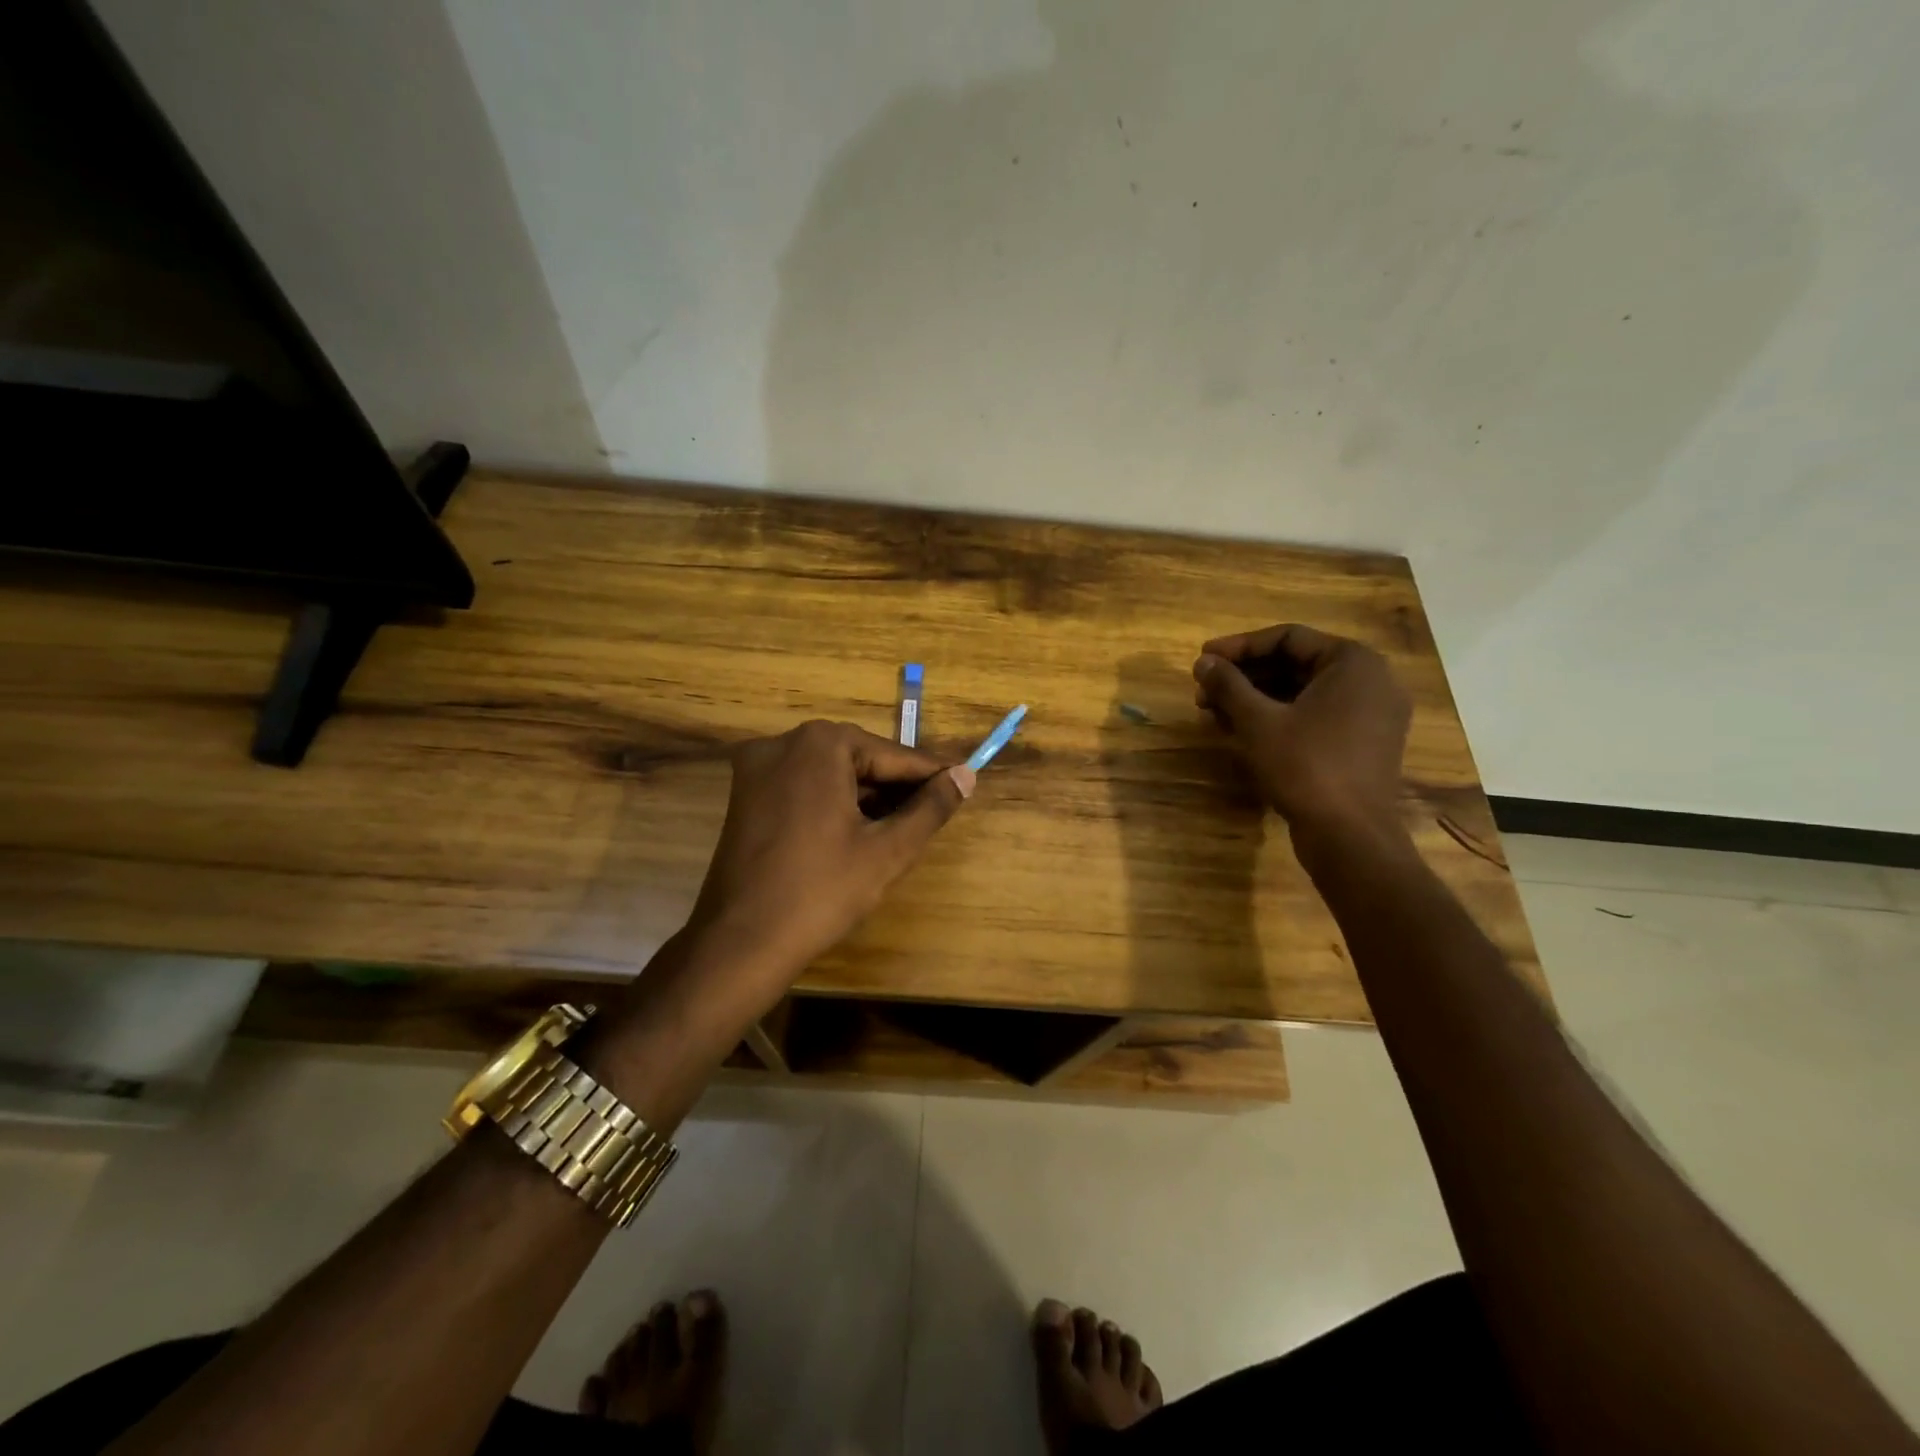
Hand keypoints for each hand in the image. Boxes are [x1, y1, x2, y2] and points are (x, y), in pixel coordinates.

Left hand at [684, 720, 972, 1010]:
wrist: (741, 943)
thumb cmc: (821, 892)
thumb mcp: (888, 850)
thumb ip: (931, 807)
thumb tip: (966, 775)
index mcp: (820, 744)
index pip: (893, 756)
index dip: (931, 775)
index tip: (963, 784)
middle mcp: (783, 742)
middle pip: (859, 759)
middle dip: (896, 787)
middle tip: (934, 812)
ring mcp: (757, 767)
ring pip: (831, 773)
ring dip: (866, 796)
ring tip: (903, 826)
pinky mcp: (744, 795)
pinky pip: (803, 787)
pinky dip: (833, 803)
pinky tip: (859, 831)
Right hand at [1192, 624, 1410, 835]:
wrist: (1350, 836)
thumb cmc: (1305, 766)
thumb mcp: (1258, 722)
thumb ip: (1228, 685)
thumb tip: (1203, 662)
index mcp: (1353, 662)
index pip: (1287, 638)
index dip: (1238, 647)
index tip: (1202, 660)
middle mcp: (1371, 680)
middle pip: (1295, 664)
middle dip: (1244, 677)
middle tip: (1203, 692)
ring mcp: (1371, 714)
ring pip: (1302, 693)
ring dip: (1256, 699)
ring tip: (1213, 714)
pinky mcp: (1363, 744)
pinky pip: (1316, 716)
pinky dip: (1279, 718)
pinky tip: (1241, 732)